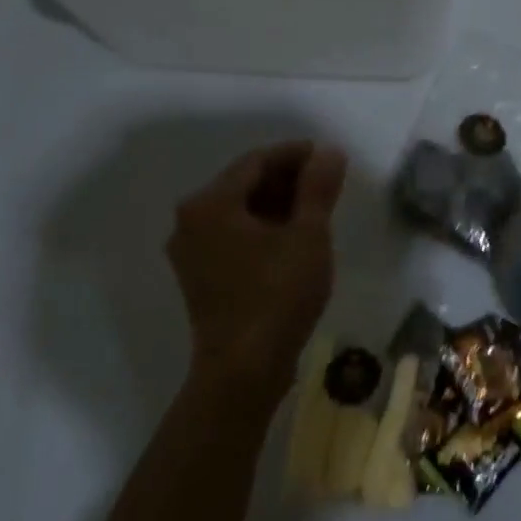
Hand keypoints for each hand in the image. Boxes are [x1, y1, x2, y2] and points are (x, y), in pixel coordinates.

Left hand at [167, 140, 347, 405]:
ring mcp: (191, 251)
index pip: (257, 161)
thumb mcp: (308, 235)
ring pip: (239, 211)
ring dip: (277, 203)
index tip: (329, 157)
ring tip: (317, 208)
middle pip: (244, 183)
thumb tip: (329, 151)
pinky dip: (263, 228)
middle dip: (288, 179)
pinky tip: (294, 236)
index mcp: (210, 203)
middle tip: (327, 182)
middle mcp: (191, 220)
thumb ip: (318, 188)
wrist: (244, 370)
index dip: (296, 154)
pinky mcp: (200, 276)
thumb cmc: (277, 295)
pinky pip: (233, 235)